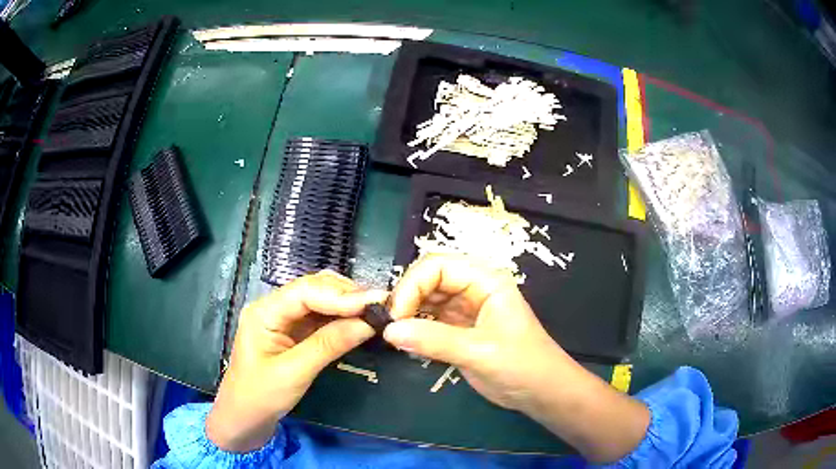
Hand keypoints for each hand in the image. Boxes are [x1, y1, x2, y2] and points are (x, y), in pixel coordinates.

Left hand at [206, 271, 386, 452]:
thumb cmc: (260, 396)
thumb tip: (367, 324)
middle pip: (313, 288)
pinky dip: (342, 317)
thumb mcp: (294, 373)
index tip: (375, 302)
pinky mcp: (293, 332)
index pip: (305, 291)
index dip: (341, 294)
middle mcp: (274, 307)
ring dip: (347, 304)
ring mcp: (284, 319)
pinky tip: (359, 321)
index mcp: (265, 312)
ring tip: (376, 310)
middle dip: (347, 294)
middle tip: (381, 305)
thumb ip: (328, 345)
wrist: (244, 417)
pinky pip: (321, 317)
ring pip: (320, 300)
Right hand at [384, 255, 649, 462]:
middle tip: (390, 327)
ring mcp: (465, 310)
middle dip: (407, 299)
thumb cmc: (521, 365)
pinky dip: (415, 330)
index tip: (395, 315)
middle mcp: (473, 289)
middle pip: (429, 280)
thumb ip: (434, 340)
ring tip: (395, 336)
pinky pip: (430, 322)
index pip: (438, 265)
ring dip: (409, 314)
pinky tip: (407, 343)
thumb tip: (388, 330)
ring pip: (426, 301)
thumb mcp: (479, 351)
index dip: (412, 285)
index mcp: (485, 281)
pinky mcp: (460, 331)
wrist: (541, 392)